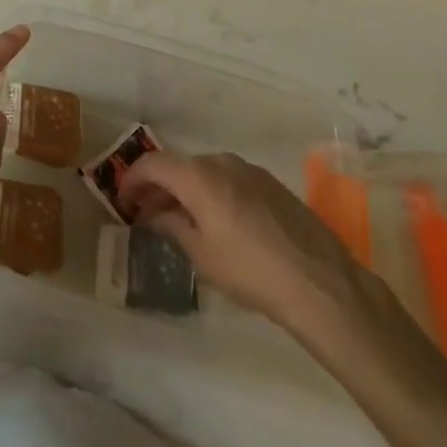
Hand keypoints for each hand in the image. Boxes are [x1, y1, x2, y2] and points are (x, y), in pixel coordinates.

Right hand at [117, 150, 362, 329]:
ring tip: (183, 220)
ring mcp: (251, 170)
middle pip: (179, 166)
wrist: (322, 284)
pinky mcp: (273, 184)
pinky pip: (230, 180)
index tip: (124, 203)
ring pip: (206, 172)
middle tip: (148, 214)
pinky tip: (219, 222)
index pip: (151, 165)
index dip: (132, 181)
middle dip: (159, 187)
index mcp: (197, 176)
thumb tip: (155, 214)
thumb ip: (172, 226)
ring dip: (187, 190)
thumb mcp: (201, 255)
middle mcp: (221, 162)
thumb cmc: (251, 271)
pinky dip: (214, 193)